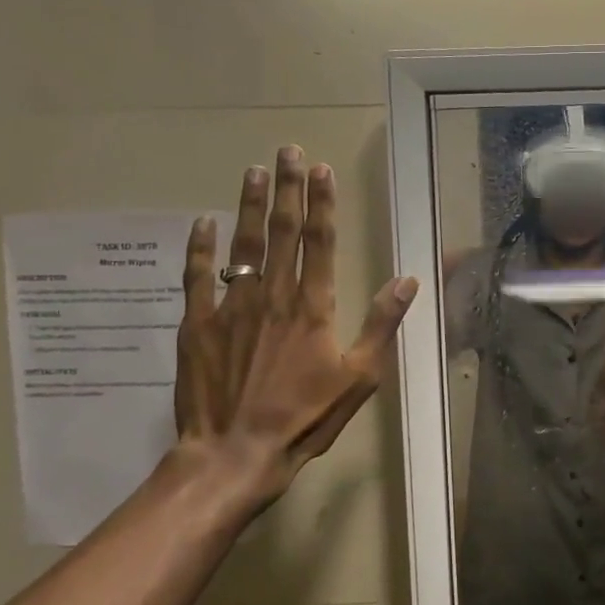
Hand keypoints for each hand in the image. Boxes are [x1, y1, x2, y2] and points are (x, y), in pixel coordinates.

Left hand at [173, 146, 417, 519]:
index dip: (322, 203)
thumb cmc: (305, 417)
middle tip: (288, 152)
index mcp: (313, 306)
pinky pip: (198, 276)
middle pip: (283, 231)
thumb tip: (407, 280)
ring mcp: (231, 306)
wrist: (235, 452)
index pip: (320, 241)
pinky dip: (200, 247)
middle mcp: (272, 295)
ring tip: (254, 171)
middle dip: (288, 188)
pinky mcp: (197, 325)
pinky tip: (203, 222)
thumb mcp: (359, 376)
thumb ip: (381, 324)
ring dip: (250, 205)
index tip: (322, 170)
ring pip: (243, 244)